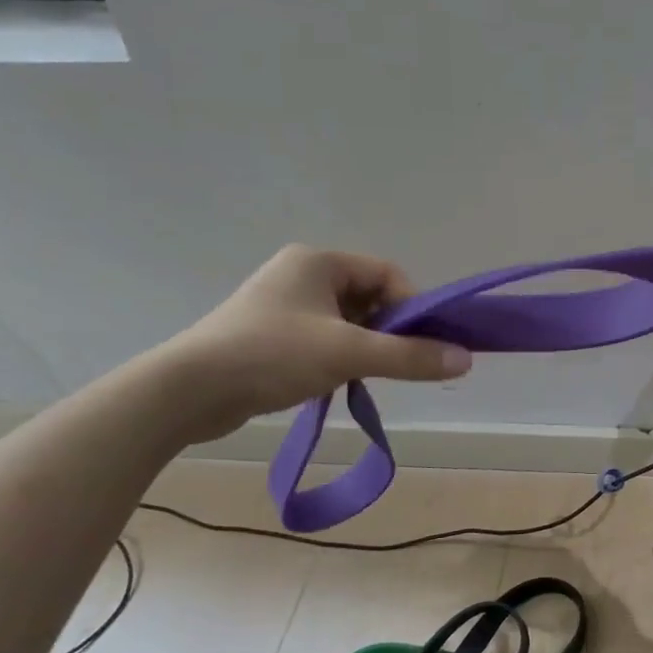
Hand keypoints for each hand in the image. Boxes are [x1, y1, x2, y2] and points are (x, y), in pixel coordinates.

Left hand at [160, 247, 470, 442]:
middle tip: (400, 363)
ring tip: (365, 376)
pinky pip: (323, 338)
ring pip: (347, 321)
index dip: (414, 307)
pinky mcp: (269, 334)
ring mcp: (282, 304)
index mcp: (318, 261)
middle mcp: (301, 274)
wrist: (185, 392)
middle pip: (369, 297)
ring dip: (365, 347)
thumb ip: (410, 356)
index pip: (387, 274)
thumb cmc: (271, 356)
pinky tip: (337, 382)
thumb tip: (466, 360)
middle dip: (389, 330)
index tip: (426, 343)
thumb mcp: (349, 354)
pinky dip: (339, 357)